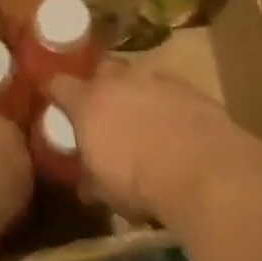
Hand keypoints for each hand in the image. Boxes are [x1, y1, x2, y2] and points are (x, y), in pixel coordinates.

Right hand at [49, 63, 243, 227]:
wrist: (203, 171)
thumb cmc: (139, 183)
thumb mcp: (105, 191)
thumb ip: (91, 179)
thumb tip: (86, 185)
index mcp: (89, 103)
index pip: (60, 85)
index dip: (57, 93)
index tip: (58, 103)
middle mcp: (120, 82)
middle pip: (103, 69)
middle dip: (102, 85)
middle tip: (106, 109)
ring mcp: (158, 81)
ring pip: (141, 78)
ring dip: (139, 94)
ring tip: (146, 121)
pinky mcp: (192, 89)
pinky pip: (172, 91)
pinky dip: (170, 105)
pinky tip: (178, 127)